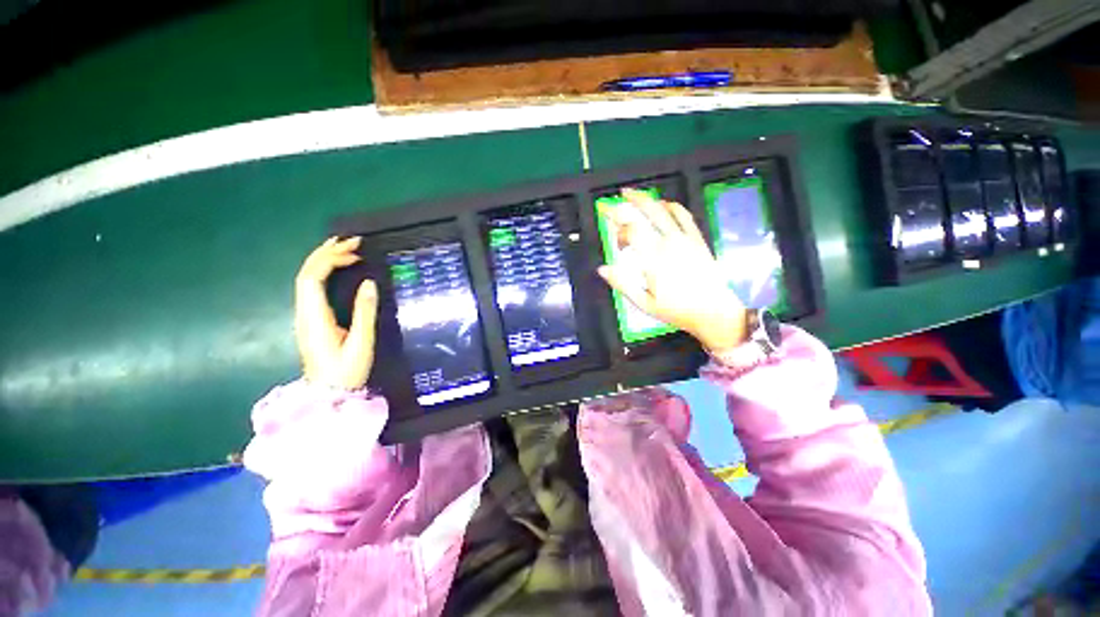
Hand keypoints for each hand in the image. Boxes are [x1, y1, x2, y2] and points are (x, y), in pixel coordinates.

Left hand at [294, 237, 377, 389]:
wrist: (328, 394)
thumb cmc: (346, 371)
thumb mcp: (361, 343)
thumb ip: (364, 312)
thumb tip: (369, 283)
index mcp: (314, 317)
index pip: (312, 278)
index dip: (330, 259)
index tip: (355, 252)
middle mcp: (304, 313)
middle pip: (306, 274)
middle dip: (326, 253)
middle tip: (352, 242)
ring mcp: (305, 316)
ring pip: (307, 279)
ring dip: (324, 260)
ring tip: (345, 248)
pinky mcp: (312, 319)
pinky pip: (313, 287)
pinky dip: (325, 272)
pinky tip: (338, 270)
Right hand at [597, 188, 746, 350]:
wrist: (713, 311)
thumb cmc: (676, 310)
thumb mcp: (644, 303)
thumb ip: (622, 284)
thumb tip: (602, 269)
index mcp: (653, 260)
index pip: (631, 233)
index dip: (618, 231)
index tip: (615, 241)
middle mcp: (668, 244)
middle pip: (645, 214)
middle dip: (628, 203)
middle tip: (617, 196)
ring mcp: (685, 239)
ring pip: (663, 210)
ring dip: (646, 199)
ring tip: (632, 193)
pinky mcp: (697, 239)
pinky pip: (684, 215)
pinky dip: (671, 206)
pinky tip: (663, 204)